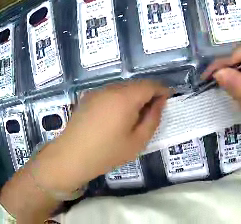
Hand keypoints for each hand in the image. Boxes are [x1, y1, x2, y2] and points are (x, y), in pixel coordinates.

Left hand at [35, 80, 169, 190]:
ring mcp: (97, 91)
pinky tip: (114, 117)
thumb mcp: (137, 141)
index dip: (162, 90)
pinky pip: (110, 93)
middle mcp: (111, 88)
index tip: (167, 100)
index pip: (150, 85)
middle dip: (147, 94)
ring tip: (132, 117)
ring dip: (132, 97)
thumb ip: (153, 119)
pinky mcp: (88, 96)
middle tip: (151, 113)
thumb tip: (160, 102)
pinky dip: (119, 99)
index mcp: (125, 98)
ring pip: (122, 88)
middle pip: (136, 84)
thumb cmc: (107, 152)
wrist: (72, 155)